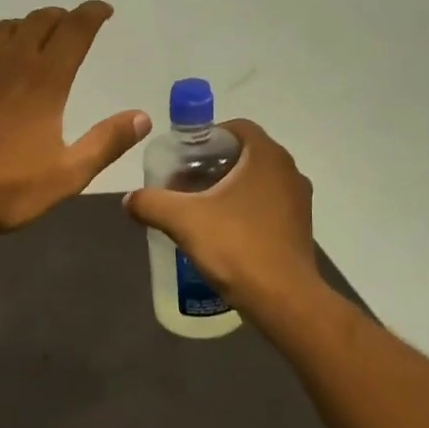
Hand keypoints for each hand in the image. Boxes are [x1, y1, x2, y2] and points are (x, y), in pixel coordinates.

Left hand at [0, 2, 150, 234]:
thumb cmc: (4, 188)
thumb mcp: (67, 174)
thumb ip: (106, 143)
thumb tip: (142, 116)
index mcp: (44, 80)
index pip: (74, 30)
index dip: (92, 14)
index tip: (104, 10)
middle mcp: (10, 63)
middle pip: (40, 20)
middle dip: (63, 16)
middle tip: (76, 25)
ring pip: (8, 28)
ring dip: (30, 24)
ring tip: (40, 38)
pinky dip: (1, 43)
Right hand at [124, 119, 321, 313]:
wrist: (283, 299)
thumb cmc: (236, 247)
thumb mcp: (183, 220)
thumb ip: (151, 203)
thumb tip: (129, 200)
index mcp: (267, 157)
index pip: (237, 127)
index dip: (207, 136)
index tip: (183, 156)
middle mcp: (288, 172)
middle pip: (245, 155)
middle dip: (213, 165)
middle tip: (183, 183)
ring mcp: (298, 202)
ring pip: (257, 182)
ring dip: (228, 189)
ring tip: (197, 209)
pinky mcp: (299, 229)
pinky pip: (266, 207)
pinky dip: (243, 211)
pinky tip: (221, 233)